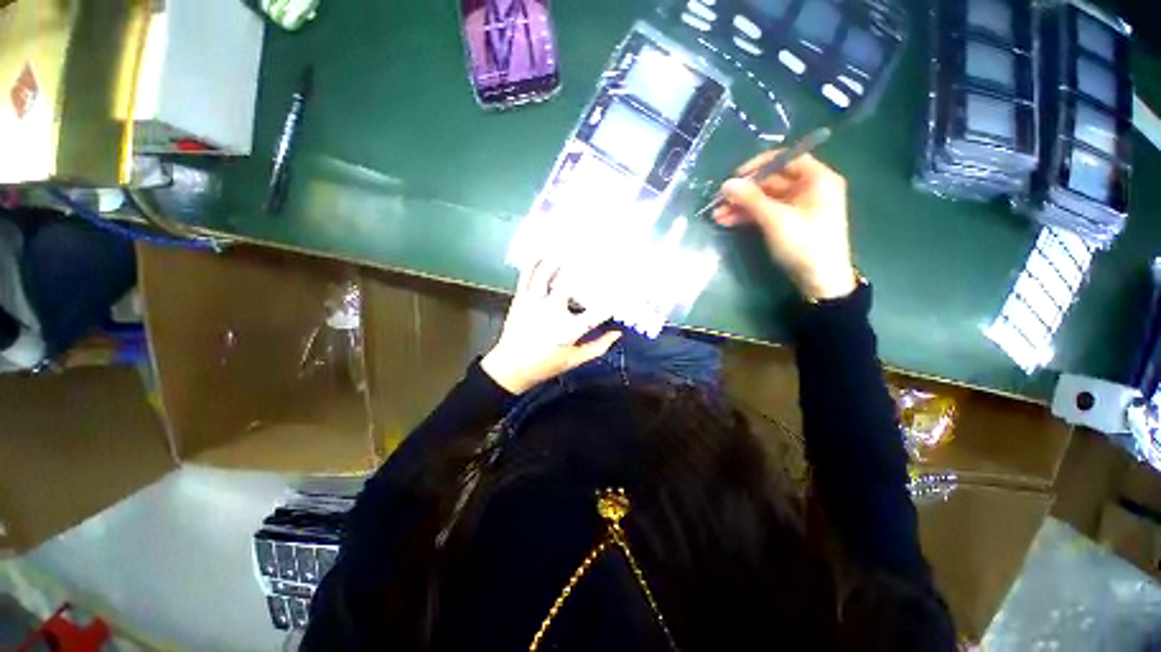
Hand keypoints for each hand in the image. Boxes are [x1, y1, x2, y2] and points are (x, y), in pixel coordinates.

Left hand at [481, 261, 621, 394]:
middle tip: (594, 259)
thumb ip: (598, 346)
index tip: (624, 294)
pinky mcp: (521, 299)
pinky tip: (542, 253)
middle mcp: (552, 311)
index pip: (598, 312)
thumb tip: (617, 333)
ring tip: (568, 249)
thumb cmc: (545, 365)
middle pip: (569, 283)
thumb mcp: (575, 360)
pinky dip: (534, 262)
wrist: (510, 368)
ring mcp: (534, 302)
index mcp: (568, 329)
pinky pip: (527, 275)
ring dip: (558, 260)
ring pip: (546, 273)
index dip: (614, 301)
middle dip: (583, 269)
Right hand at [713, 151, 856, 300]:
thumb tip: (726, 184)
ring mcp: (798, 208)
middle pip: (771, 182)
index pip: (785, 159)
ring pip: (765, 200)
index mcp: (817, 179)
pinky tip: (727, 222)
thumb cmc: (805, 244)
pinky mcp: (789, 224)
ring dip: (741, 206)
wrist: (820, 280)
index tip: (735, 177)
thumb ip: (751, 199)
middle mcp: (809, 189)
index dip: (759, 166)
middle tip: (719, 201)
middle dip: (744, 192)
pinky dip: (748, 217)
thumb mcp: (776, 219)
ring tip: (717, 215)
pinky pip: (766, 213)